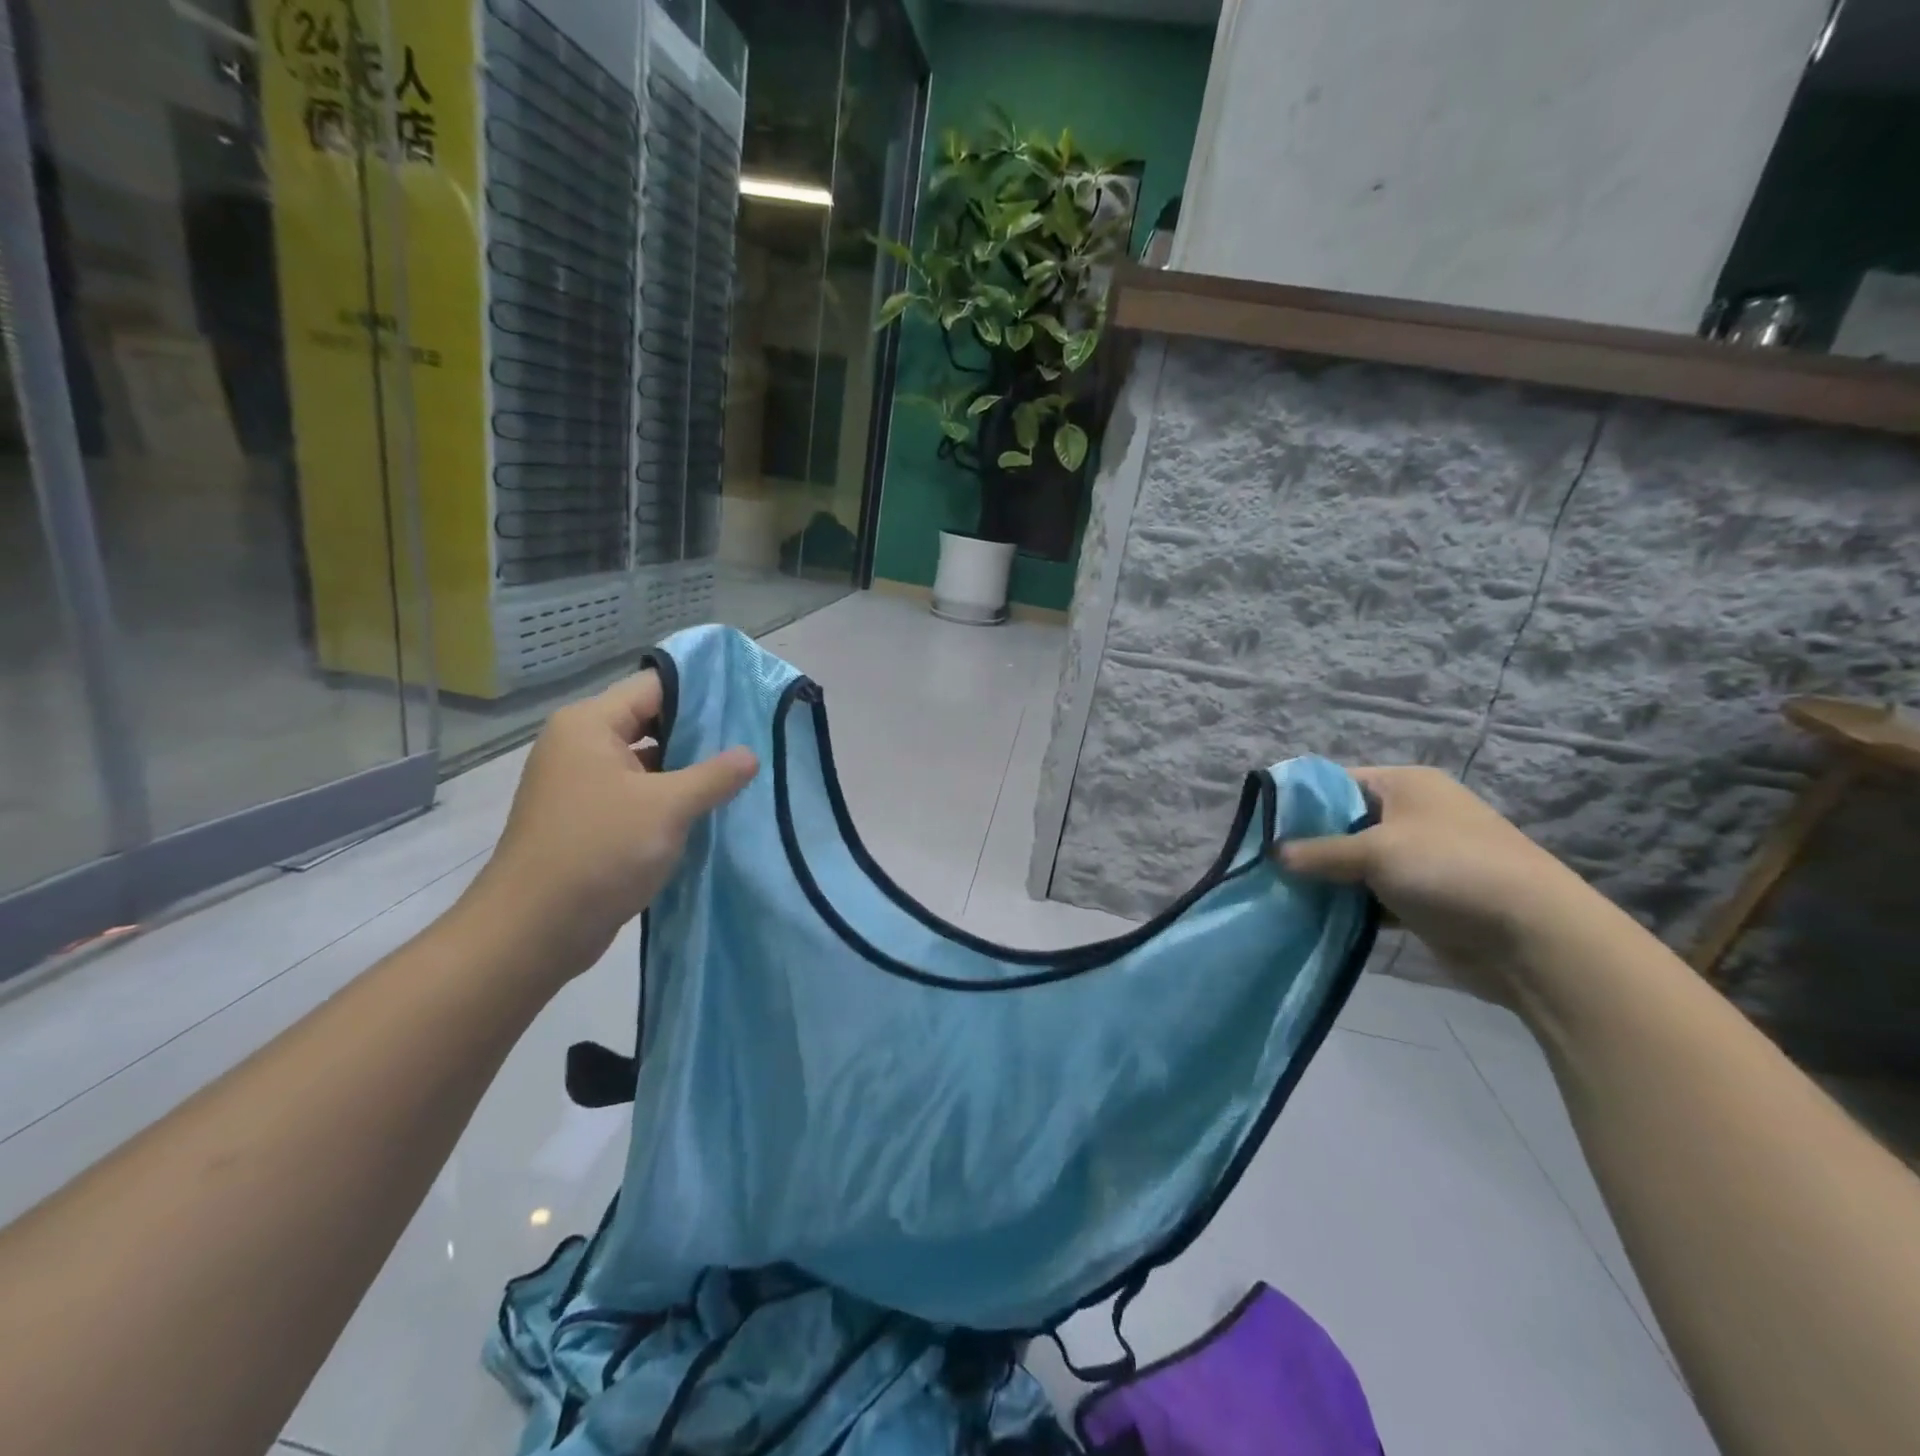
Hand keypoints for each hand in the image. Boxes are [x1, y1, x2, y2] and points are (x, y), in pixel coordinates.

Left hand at [459, 671, 757, 984]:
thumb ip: (714, 775)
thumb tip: (751, 755)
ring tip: (741, 774)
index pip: (654, 686)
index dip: (702, 692)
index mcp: (590, 725)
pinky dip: (670, 799)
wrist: (534, 931)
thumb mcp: (668, 807)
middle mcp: (581, 746)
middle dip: (700, 734)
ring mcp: (583, 784)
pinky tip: (710, 809)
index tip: (747, 703)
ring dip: (688, 770)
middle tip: (753, 740)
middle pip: (651, 722)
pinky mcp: (590, 820)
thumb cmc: (599, 851)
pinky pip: (639, 795)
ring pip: (648, 762)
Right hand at [1278, 766, 1598, 1001]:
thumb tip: (1273, 853)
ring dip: (1328, 878)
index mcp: (1406, 786)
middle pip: (1345, 823)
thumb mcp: (1375, 852)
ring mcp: (1421, 858)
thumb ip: (1319, 852)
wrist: (1535, 938)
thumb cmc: (1450, 870)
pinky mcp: (1425, 898)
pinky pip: (1373, 895)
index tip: (1263, 825)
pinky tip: (1316, 916)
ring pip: (1357, 862)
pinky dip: (1350, 905)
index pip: (1337, 781)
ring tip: (1282, 891)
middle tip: (1267, 862)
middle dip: (1308, 844)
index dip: (1300, 800)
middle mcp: (1413, 815)